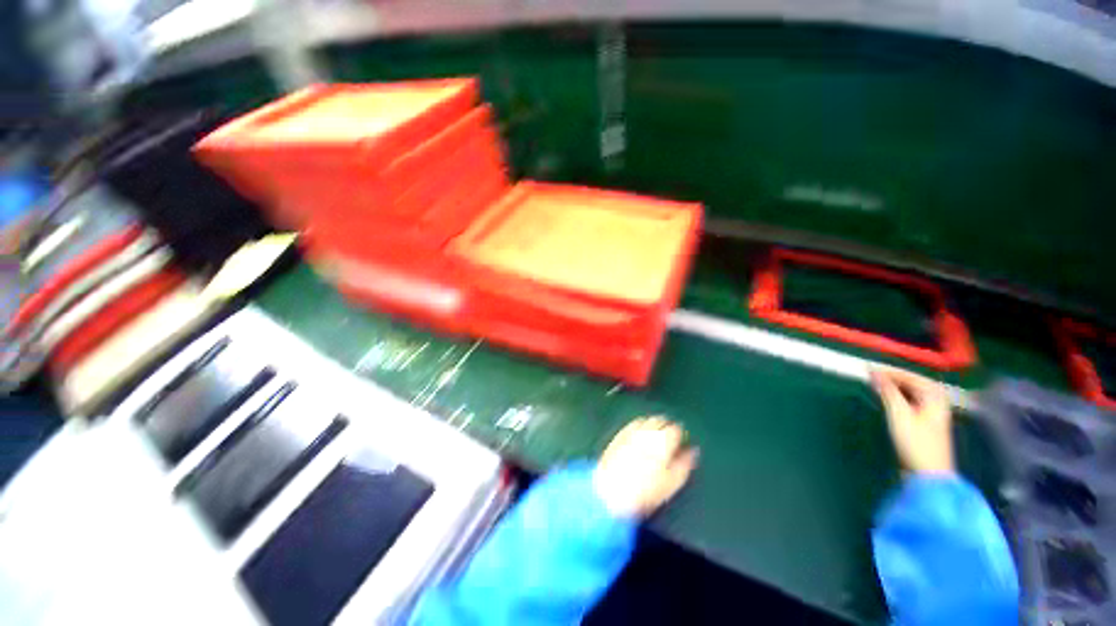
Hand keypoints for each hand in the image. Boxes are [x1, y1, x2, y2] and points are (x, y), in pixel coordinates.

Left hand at [593, 417, 698, 518]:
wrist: (611, 493)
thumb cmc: (645, 492)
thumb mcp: (672, 482)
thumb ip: (685, 463)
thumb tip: (693, 451)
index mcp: (662, 441)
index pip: (675, 428)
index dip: (679, 433)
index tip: (681, 440)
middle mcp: (646, 432)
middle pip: (659, 420)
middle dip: (665, 426)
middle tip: (668, 437)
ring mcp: (630, 432)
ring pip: (645, 420)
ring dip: (652, 424)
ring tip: (654, 435)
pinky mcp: (618, 436)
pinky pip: (631, 425)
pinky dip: (638, 426)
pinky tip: (639, 434)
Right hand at [870, 368, 955, 475]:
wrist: (929, 475)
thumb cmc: (916, 443)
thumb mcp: (899, 415)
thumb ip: (887, 391)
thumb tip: (873, 372)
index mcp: (935, 395)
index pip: (909, 375)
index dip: (887, 371)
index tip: (866, 367)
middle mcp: (936, 399)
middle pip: (910, 382)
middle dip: (890, 377)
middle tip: (867, 375)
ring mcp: (931, 411)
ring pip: (909, 391)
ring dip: (891, 387)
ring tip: (872, 384)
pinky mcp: (924, 421)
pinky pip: (908, 400)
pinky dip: (895, 396)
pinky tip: (884, 398)